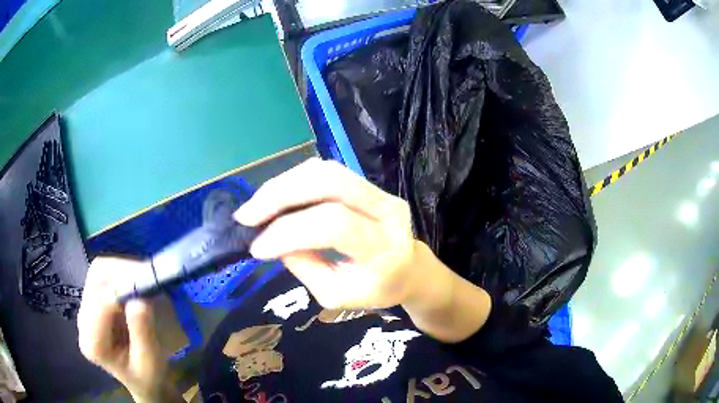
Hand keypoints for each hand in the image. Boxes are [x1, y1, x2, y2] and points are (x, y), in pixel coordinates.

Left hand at [78, 258, 178, 401]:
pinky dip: (120, 273)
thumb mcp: (151, 363)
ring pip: (98, 273)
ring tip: (142, 280)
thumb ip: (143, 334)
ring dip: (121, 270)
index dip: (122, 290)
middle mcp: (83, 322)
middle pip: (96, 281)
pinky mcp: (93, 301)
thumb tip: (140, 299)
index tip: (148, 286)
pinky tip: (134, 285)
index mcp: (93, 344)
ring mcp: (86, 309)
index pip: (101, 304)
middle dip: (121, 273)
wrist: (141, 381)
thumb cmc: (148, 376)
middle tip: (148, 278)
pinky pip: (103, 276)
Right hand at [236, 159, 490, 341]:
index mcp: (384, 248)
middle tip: (247, 215)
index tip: (257, 248)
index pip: (334, 225)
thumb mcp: (337, 295)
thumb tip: (274, 238)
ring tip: (257, 206)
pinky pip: (327, 172)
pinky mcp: (369, 184)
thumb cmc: (376, 289)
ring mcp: (380, 192)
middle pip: (330, 182)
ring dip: (283, 184)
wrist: (410, 269)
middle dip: (279, 195)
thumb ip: (305, 266)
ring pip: (325, 171)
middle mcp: (387, 211)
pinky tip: (278, 197)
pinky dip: (295, 182)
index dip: (288, 232)